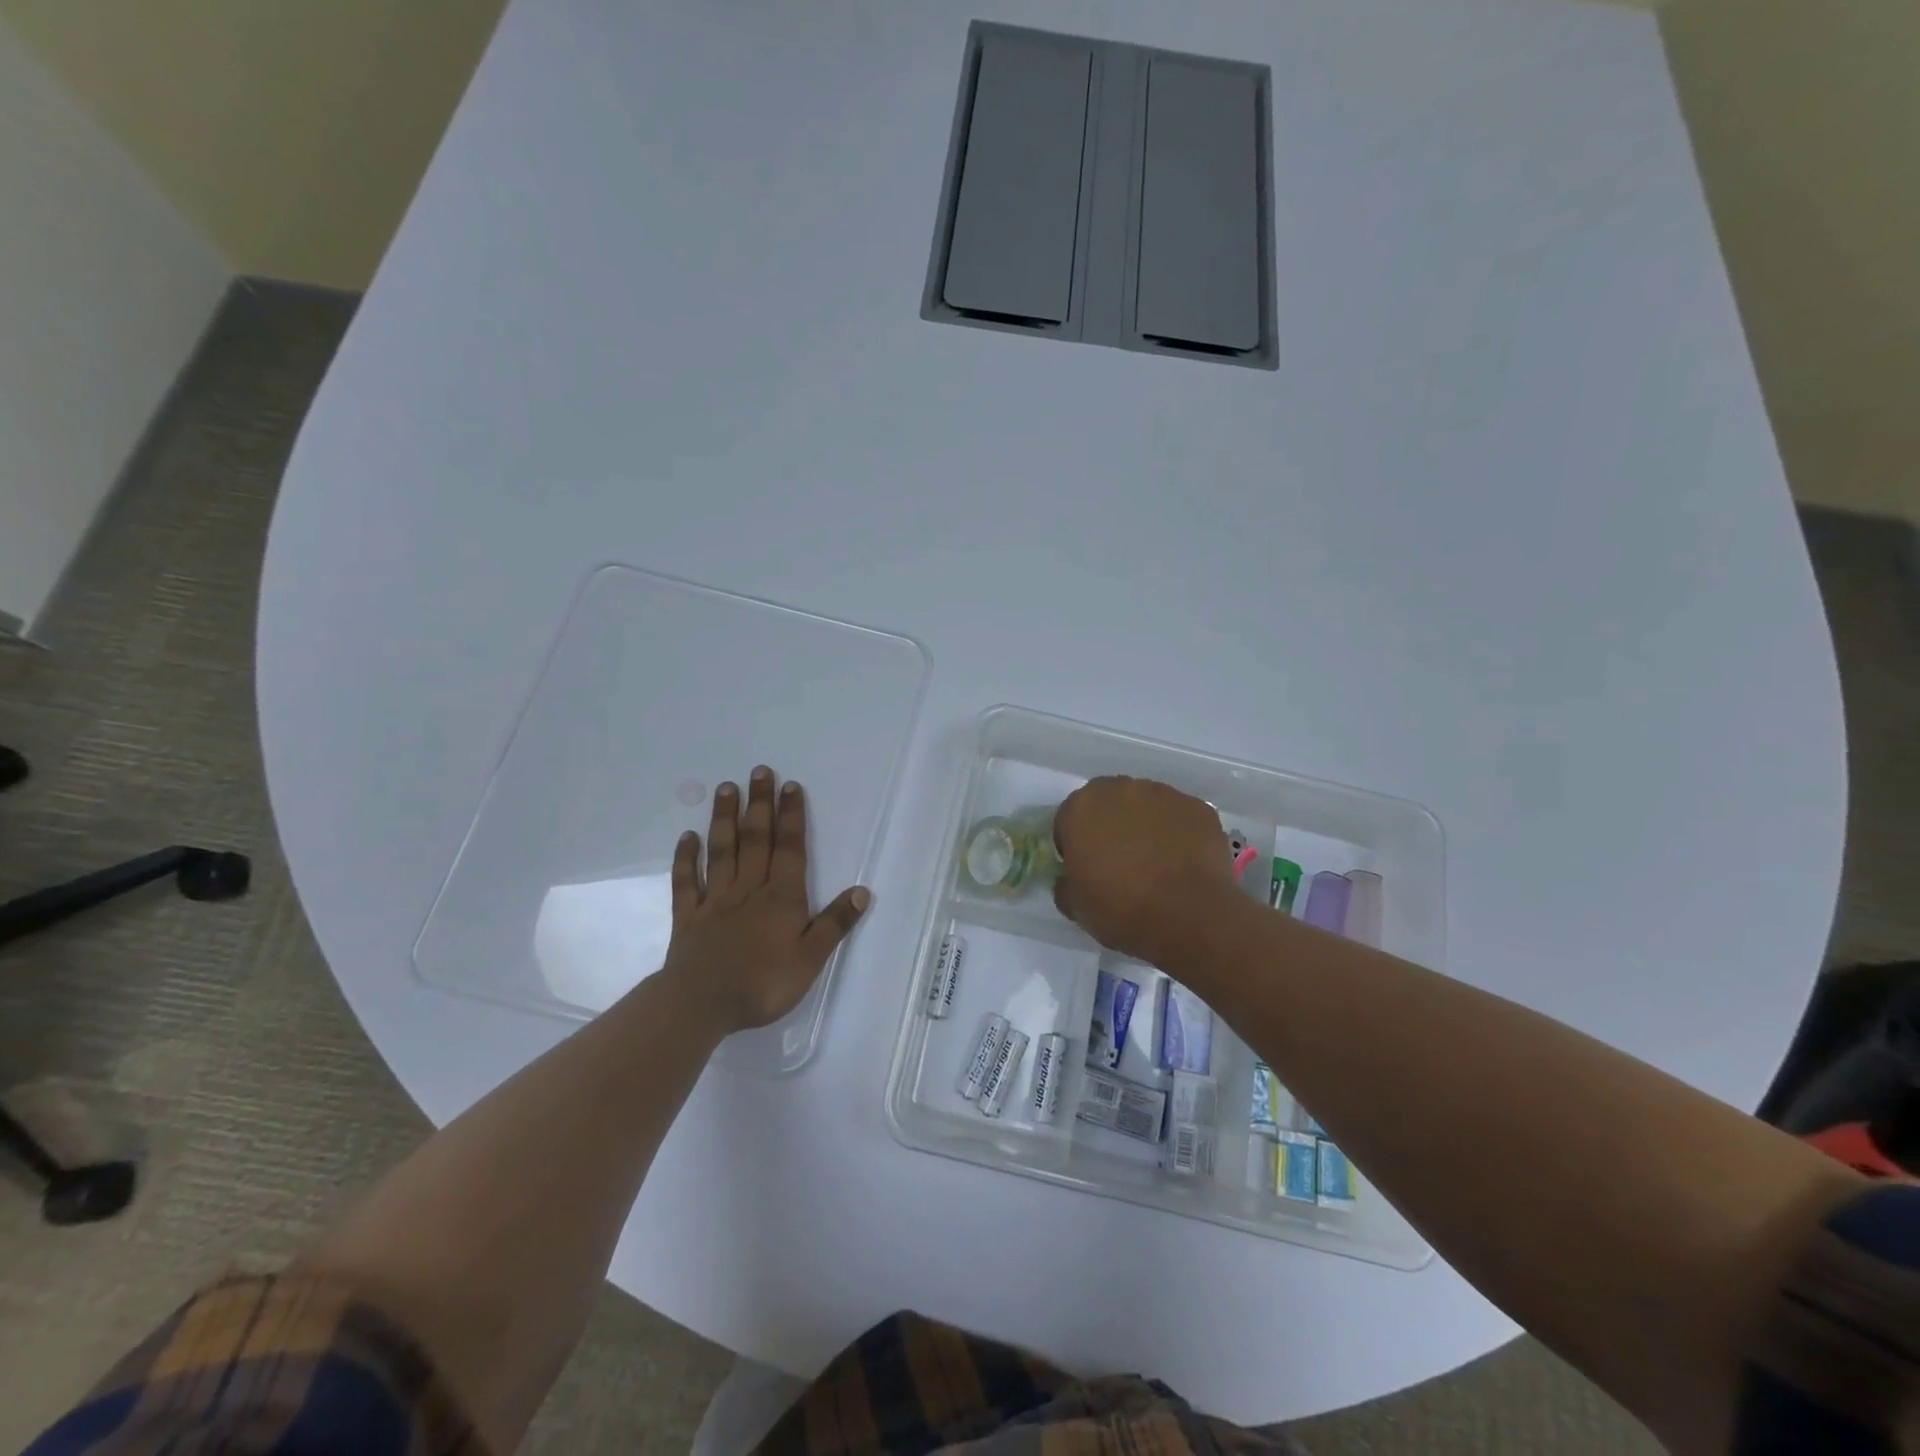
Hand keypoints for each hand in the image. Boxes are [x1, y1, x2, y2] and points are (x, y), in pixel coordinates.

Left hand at [662, 766, 869, 1033]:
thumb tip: (862, 891)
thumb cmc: (762, 984)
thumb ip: (835, 923)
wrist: (701, 1004)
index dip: (791, 816)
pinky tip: (687, 837)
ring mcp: (715, 900)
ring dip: (724, 818)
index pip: (789, 848)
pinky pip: (686, 881)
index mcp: (781, 897)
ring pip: (722, 851)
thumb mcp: (811, 958)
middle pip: (755, 839)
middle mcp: (748, 889)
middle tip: (758, 771)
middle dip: (759, 804)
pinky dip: (686, 858)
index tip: (790, 786)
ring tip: (726, 789)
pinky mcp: (688, 916)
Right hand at [1053, 776, 1242, 969]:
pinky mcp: (1198, 808)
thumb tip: (1070, 879)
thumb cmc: (1121, 911)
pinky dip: (1177, 833)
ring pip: (1146, 805)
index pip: (1068, 818)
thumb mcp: (1075, 907)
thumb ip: (1065, 884)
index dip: (1074, 843)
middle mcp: (1121, 790)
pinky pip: (1179, 817)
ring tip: (1155, 861)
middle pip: (1108, 802)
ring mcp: (1164, 795)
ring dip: (1144, 825)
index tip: (1084, 866)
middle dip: (1109, 824)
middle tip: (1119, 859)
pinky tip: (1182, 862)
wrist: (1189, 918)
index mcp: (1082, 808)